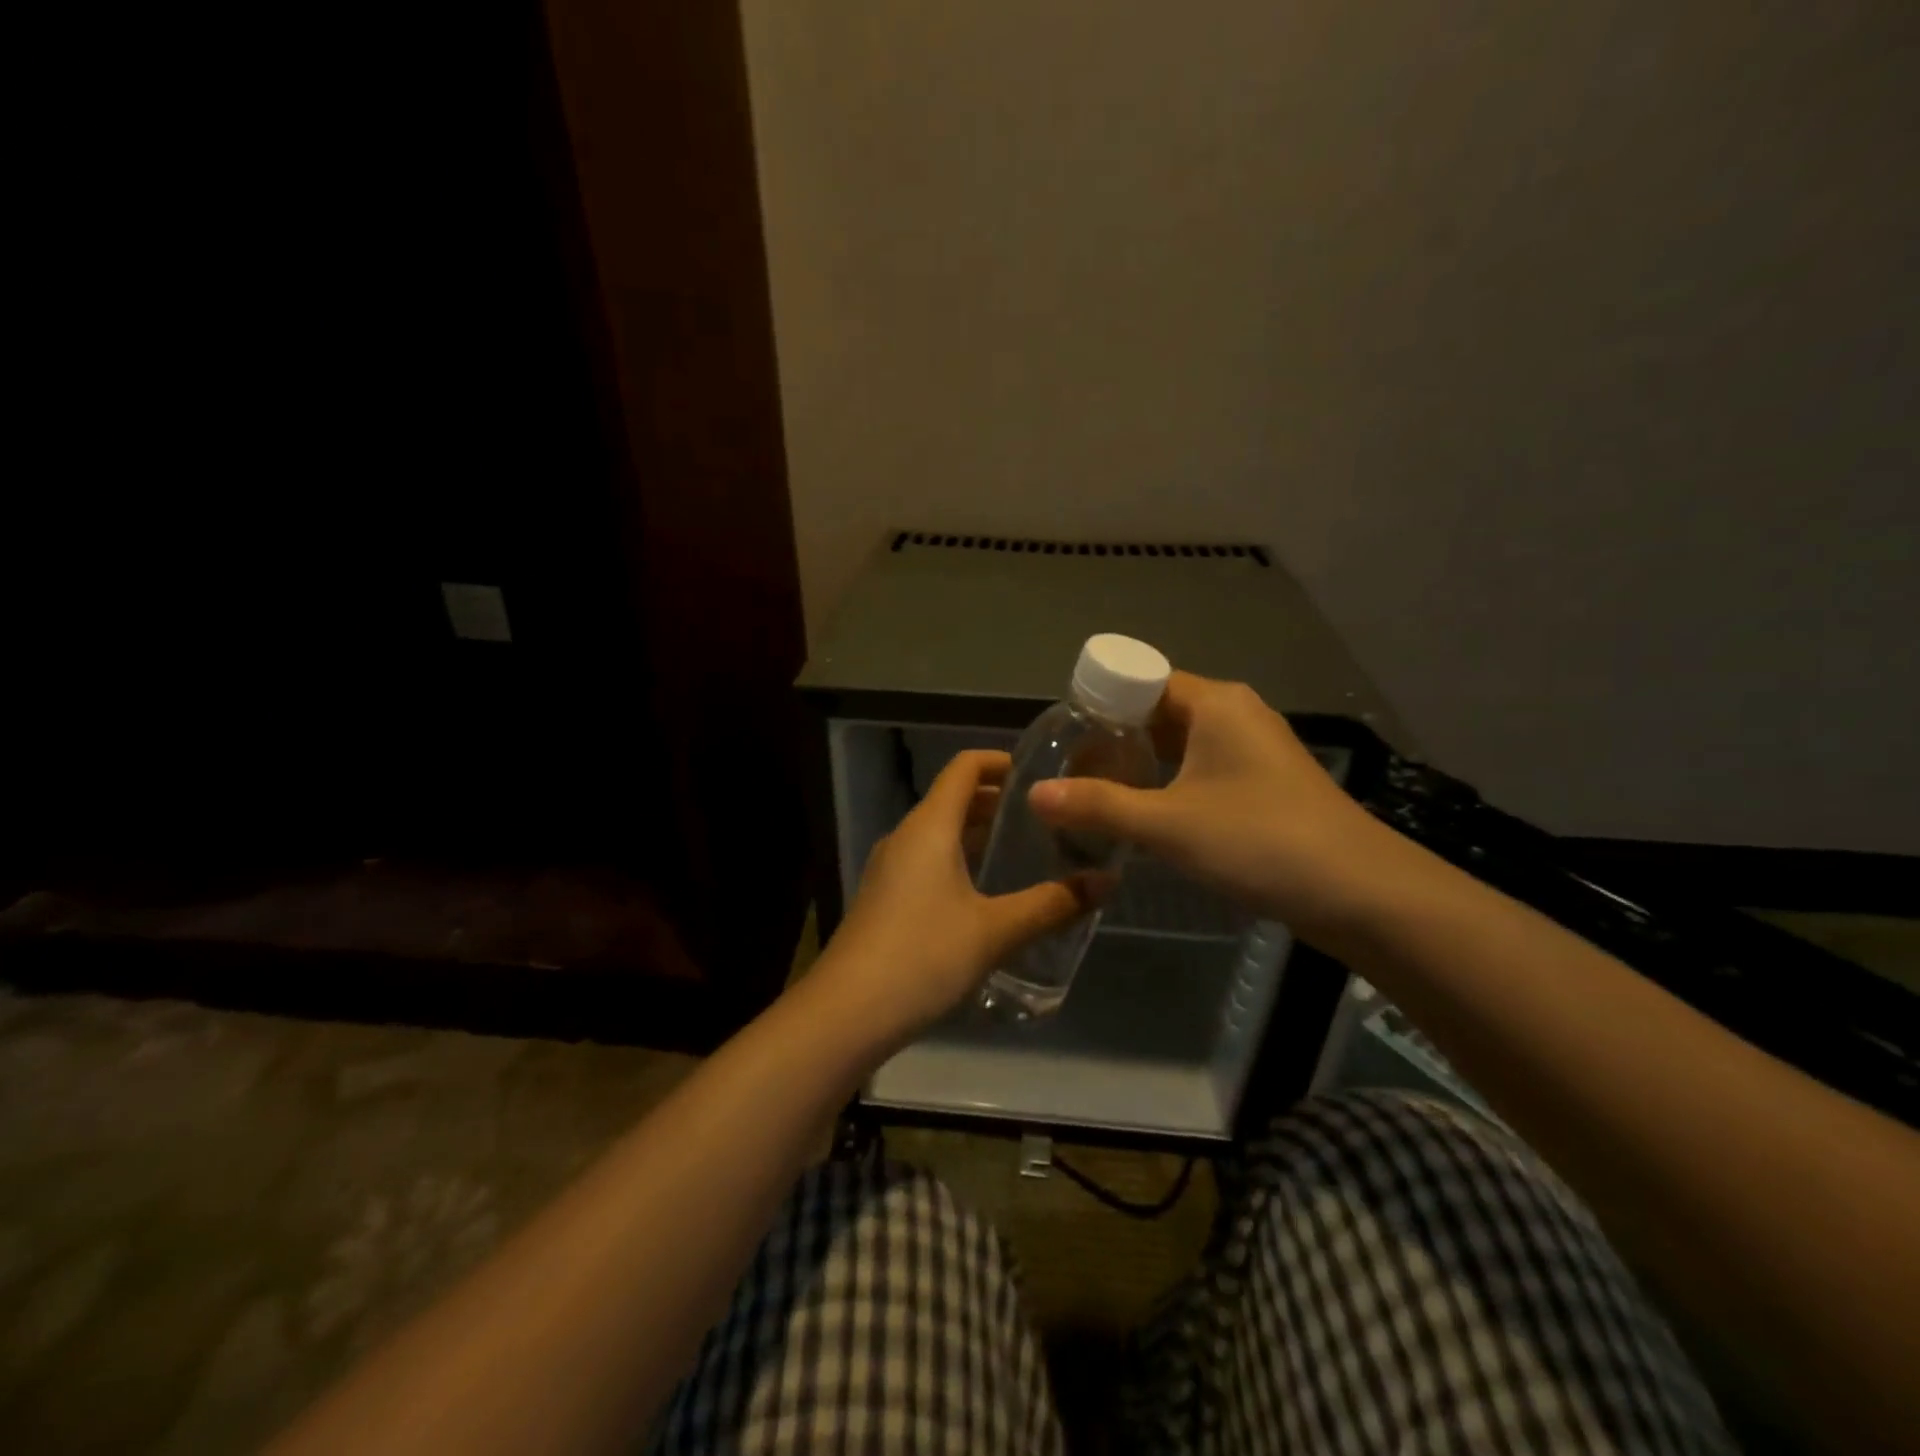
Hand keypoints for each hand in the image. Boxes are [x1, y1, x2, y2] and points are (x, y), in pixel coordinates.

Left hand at [814, 750, 1093, 1044]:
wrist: (846, 1013)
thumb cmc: (923, 956)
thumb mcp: (995, 931)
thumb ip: (1052, 904)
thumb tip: (1107, 881)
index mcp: (929, 826)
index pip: (965, 767)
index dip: (1002, 761)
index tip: (1042, 773)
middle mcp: (905, 836)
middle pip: (953, 798)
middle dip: (997, 801)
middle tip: (1047, 816)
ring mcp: (890, 868)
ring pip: (940, 833)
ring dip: (979, 833)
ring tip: (1025, 850)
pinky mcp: (885, 898)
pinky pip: (928, 861)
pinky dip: (960, 860)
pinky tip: (987, 894)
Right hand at [1028, 672, 1397, 938]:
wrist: (1361, 893)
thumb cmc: (1259, 841)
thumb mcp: (1169, 825)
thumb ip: (1098, 807)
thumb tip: (1035, 793)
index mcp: (1214, 703)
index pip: (1142, 680)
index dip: (1099, 701)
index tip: (1063, 734)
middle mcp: (1235, 714)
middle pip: (1159, 710)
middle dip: (1114, 736)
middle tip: (1070, 767)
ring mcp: (1254, 750)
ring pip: (1181, 742)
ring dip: (1141, 762)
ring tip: (1095, 789)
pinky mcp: (1264, 784)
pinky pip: (1202, 767)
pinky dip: (1169, 781)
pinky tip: (1145, 812)